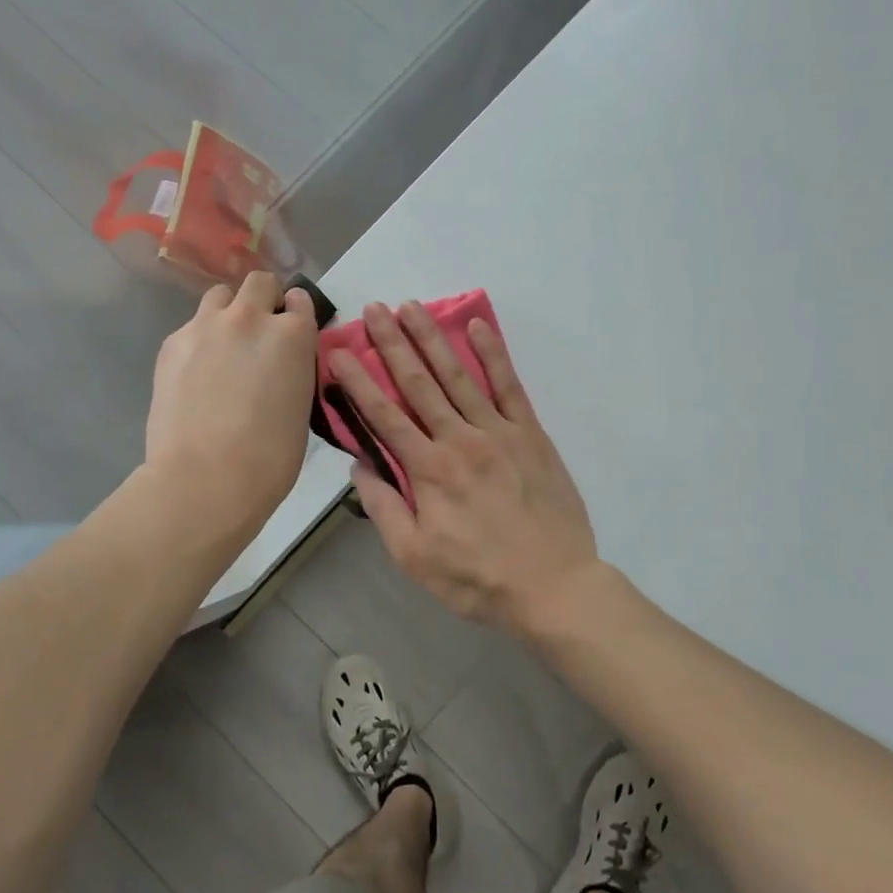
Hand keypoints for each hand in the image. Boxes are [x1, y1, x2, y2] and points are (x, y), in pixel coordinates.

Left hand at [146, 272, 317, 527]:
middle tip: (258, 332)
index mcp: (293, 335)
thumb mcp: (301, 407)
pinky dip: (199, 341)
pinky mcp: (172, 343)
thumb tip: (280, 366)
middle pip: (259, 282)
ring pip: (219, 296)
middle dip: (263, 299)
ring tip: (224, 347)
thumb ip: (293, 370)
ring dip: (227, 313)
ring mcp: (206, 326)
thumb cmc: (270, 458)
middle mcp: (250, 317)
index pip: (300, 301)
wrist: (207, 477)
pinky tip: (196, 374)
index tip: (292, 329)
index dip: (296, 313)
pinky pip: (191, 327)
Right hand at [328, 301, 598, 635]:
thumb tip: (360, 465)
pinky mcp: (531, 434)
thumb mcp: (414, 557)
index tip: (338, 350)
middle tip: (374, 308)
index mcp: (428, 470)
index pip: (383, 415)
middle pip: (418, 383)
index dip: (357, 380)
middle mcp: (459, 440)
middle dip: (392, 343)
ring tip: (412, 306)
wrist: (554, 586)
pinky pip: (509, 386)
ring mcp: (499, 432)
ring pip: (458, 375)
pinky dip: (493, 354)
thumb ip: (384, 508)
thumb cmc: (478, 579)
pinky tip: (476, 327)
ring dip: (432, 339)